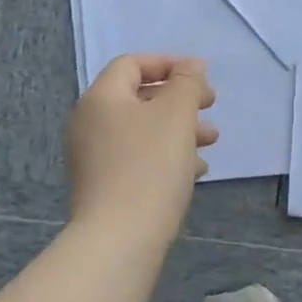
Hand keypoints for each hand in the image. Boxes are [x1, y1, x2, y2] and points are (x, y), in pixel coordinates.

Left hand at [68, 54, 217, 244]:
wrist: (120, 238)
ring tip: (211, 141)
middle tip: (210, 106)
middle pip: (139, 97)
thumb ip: (187, 82)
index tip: (201, 77)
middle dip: (180, 99)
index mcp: (101, 98)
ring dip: (179, 129)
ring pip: (142, 130)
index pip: (132, 64)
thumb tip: (191, 66)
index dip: (168, 63)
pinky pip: (138, 157)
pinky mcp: (103, 185)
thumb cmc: (150, 166)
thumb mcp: (177, 114)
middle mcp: (90, 123)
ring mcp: (93, 157)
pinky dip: (166, 155)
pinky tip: (195, 170)